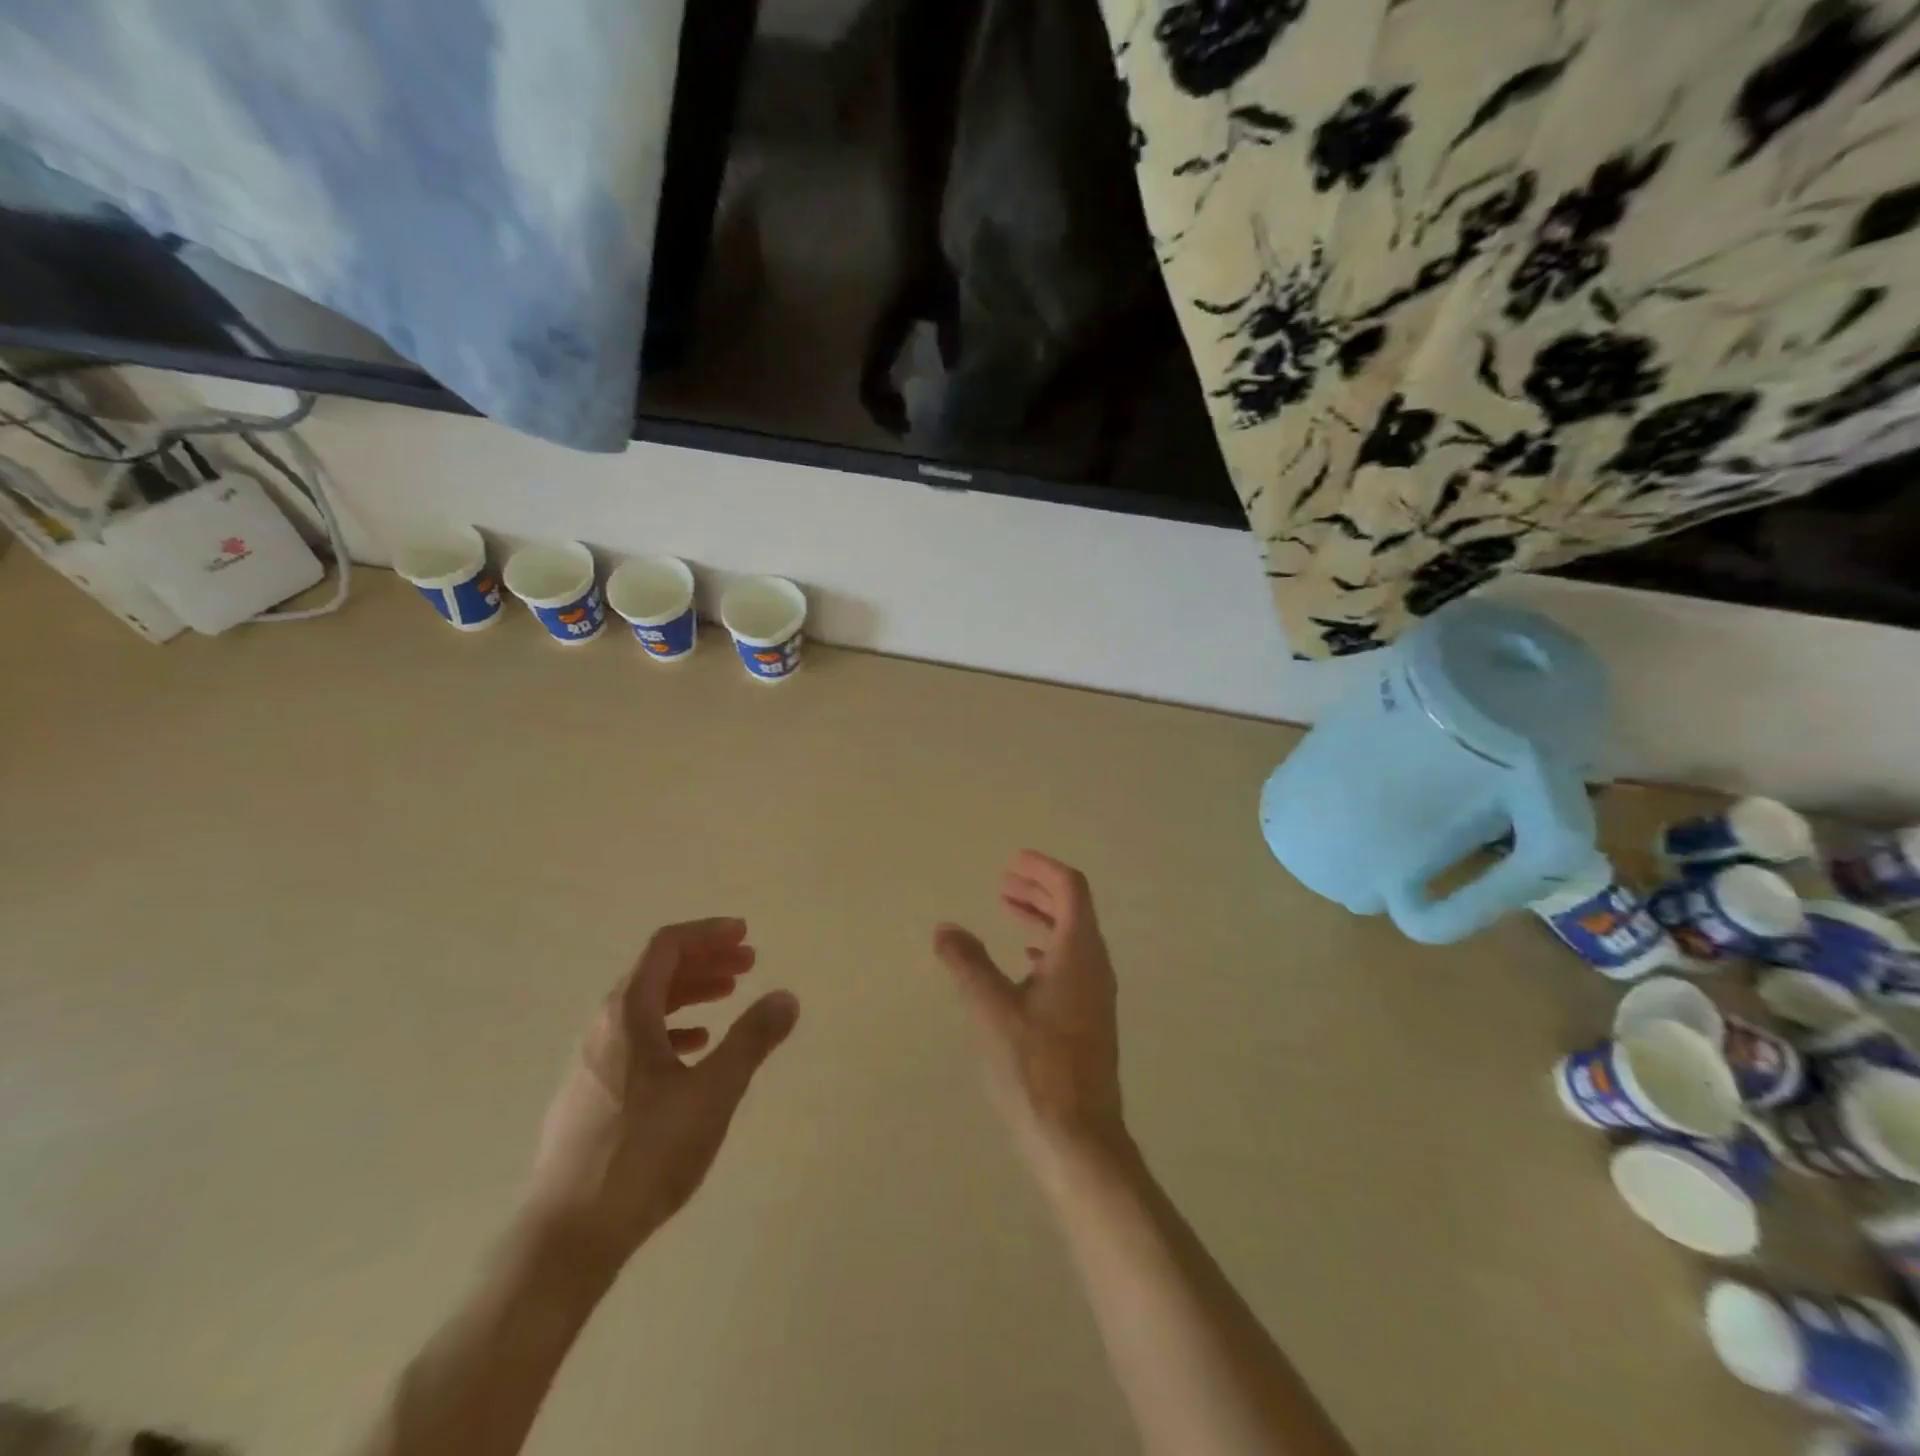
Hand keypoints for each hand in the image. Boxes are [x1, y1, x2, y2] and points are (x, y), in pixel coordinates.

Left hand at [527, 919, 798, 1264]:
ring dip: (689, 993)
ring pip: (644, 1006)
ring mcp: (590, 1061)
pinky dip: (669, 1029)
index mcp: (626, 1013)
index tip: (745, 935)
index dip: (708, 933)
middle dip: (705, 962)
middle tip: (748, 964)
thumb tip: (786, 997)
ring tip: (727, 998)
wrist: (568, 1235)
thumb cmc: (645, 1152)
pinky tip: (693, 1049)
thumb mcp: (713, 1092)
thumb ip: (752, 1039)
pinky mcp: (588, 1094)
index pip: (667, 947)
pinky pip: (634, 1038)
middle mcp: (602, 1026)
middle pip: (656, 972)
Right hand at [935, 852, 1124, 1158]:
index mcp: (1078, 953)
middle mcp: (1095, 966)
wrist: (1079, 1139)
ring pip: (1072, 937)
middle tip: (1005, 881)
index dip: (1043, 869)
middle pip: (1073, 909)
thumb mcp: (993, 1011)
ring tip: (1008, 909)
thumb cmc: (1036, 1068)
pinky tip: (1023, 962)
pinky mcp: (1090, 1019)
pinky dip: (1046, 947)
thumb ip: (968, 964)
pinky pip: (1071, 963)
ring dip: (1042, 917)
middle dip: (1040, 889)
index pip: (1071, 889)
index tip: (1012, 862)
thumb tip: (946, 928)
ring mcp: (1096, 995)